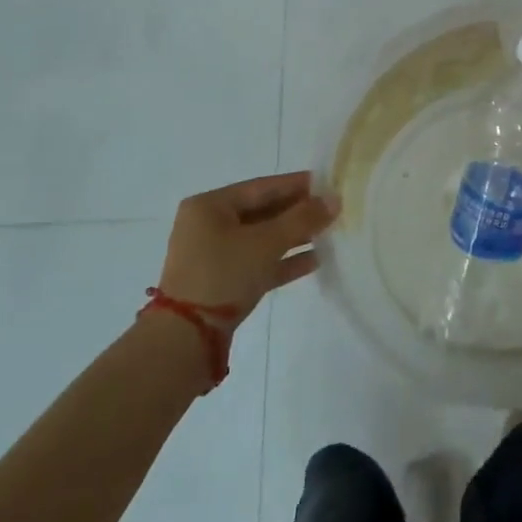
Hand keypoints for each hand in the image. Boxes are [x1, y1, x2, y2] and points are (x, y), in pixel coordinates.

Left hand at [157, 172, 335, 329]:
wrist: (186, 337)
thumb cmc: (224, 274)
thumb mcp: (266, 242)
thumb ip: (302, 219)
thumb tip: (334, 199)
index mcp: (210, 206)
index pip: (261, 187)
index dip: (296, 185)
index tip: (327, 183)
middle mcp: (208, 226)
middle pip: (262, 212)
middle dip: (298, 213)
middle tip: (332, 210)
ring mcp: (214, 256)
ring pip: (262, 239)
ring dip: (294, 237)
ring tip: (328, 234)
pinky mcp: (222, 282)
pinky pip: (258, 262)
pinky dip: (283, 261)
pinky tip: (315, 261)